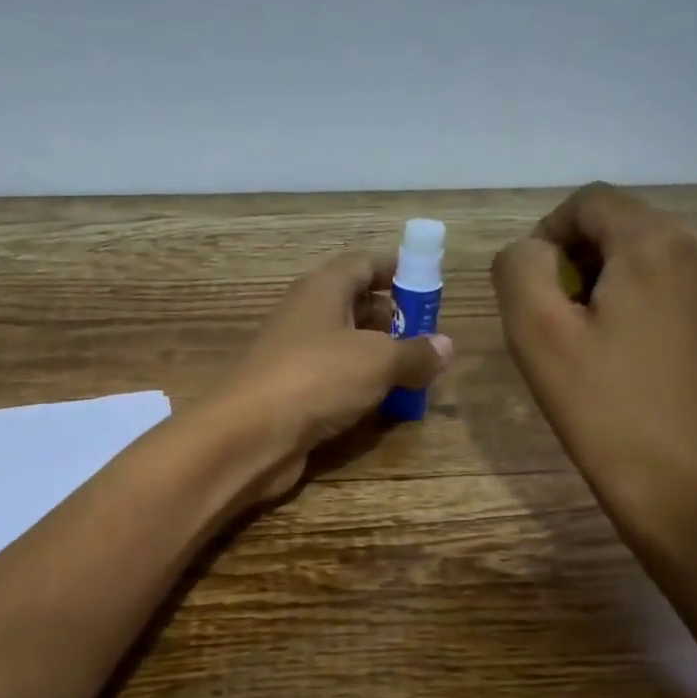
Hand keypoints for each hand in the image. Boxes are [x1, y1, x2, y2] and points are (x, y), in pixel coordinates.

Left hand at [206, 251, 452, 500]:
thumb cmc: (317, 377)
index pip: (363, 263)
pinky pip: (335, 382)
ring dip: (380, 358)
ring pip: (346, 347)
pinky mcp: (293, 394)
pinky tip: (386, 406)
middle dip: (394, 318)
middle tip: (430, 337)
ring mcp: (296, 357)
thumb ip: (415, 353)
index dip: (397, 268)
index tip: (429, 281)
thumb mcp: (378, 360)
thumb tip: (446, 347)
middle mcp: (307, 316)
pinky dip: (360, 389)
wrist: (250, 434)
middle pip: (356, 305)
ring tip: (419, 374)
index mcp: (323, 289)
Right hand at [491, 185, 696, 541]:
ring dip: (609, 281)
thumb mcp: (536, 334)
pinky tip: (630, 352)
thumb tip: (534, 252)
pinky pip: (679, 282)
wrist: (690, 490)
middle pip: (623, 224)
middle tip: (556, 323)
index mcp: (659, 242)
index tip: (531, 292)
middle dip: (578, 261)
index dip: (546, 235)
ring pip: (652, 253)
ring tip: (592, 342)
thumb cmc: (605, 410)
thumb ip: (520, 268)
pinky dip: (643, 300)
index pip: (589, 202)